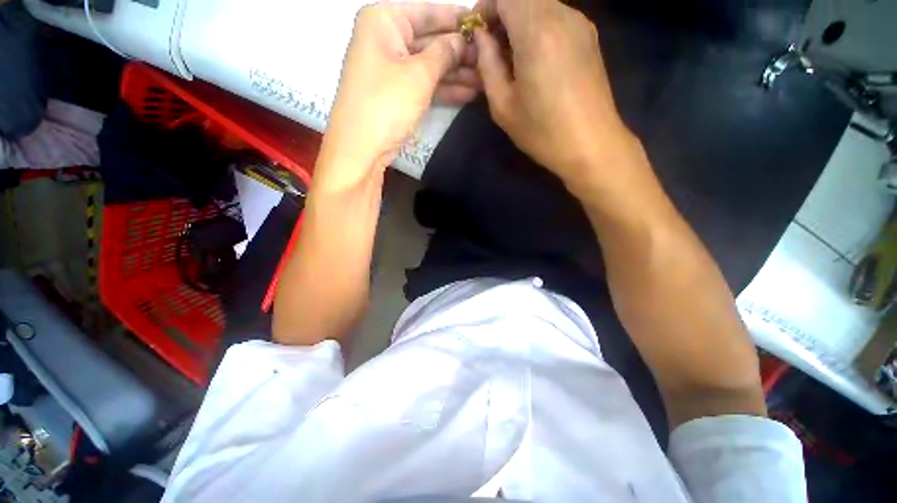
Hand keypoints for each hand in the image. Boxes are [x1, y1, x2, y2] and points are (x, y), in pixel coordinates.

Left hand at [315, 2, 478, 190]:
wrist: (361, 149)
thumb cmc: (387, 104)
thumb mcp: (419, 74)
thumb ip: (444, 53)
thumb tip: (463, 41)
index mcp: (384, 20)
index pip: (428, 12)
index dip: (457, 19)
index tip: (485, 24)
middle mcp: (386, 40)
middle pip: (431, 40)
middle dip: (460, 52)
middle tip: (490, 59)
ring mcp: (392, 70)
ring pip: (430, 66)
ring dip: (457, 74)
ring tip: (486, 79)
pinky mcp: (398, 95)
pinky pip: (425, 85)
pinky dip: (445, 89)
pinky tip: (469, 93)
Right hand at [474, 0, 640, 193]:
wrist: (591, 145)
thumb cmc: (543, 132)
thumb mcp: (503, 105)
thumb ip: (487, 65)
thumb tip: (481, 37)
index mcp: (537, 32)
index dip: (487, 6)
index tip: (478, 33)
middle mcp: (562, 16)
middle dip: (502, 15)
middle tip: (492, 50)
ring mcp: (580, 25)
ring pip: (541, 6)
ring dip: (520, 24)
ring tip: (512, 60)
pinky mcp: (589, 37)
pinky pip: (557, 18)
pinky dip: (538, 30)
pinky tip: (535, 62)